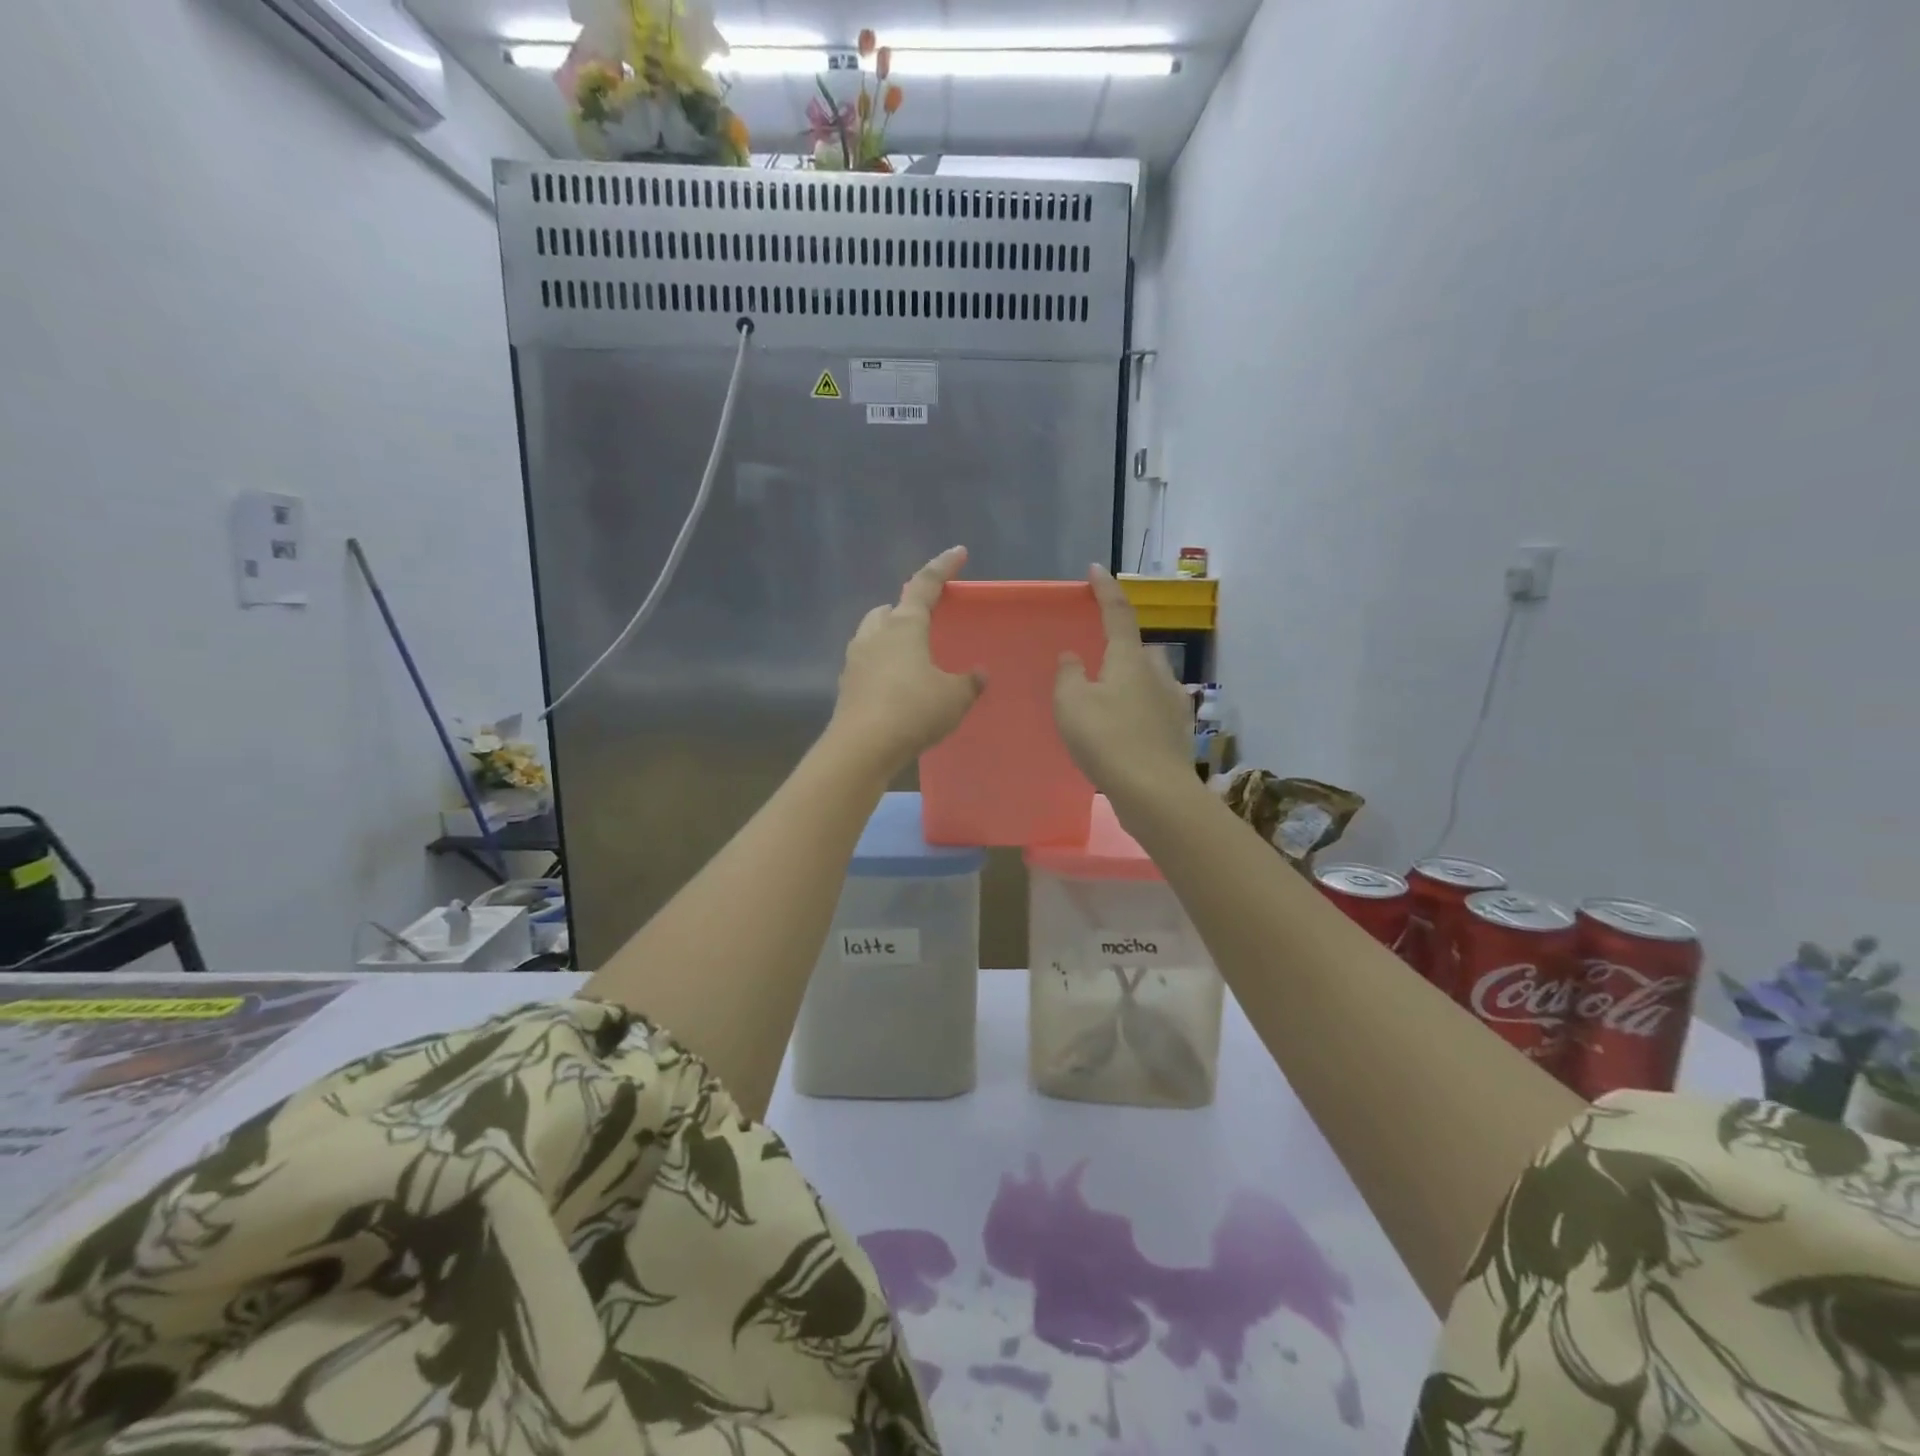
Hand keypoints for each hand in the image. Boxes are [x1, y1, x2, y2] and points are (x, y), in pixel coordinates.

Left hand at [829, 547, 985, 771]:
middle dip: (905, 609)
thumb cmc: (913, 711)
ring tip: (911, 657)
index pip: (925, 585)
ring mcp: (855, 660)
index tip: (958, 552)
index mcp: (904, 626)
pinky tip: (895, 687)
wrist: (862, 747)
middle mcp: (875, 634)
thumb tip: (979, 674)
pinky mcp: (846, 685)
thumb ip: (969, 683)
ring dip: (889, 638)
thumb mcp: (954, 698)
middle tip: (925, 621)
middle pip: (889, 609)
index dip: (943, 567)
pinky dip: (881, 667)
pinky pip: (866, 664)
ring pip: (872, 635)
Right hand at [1055, 565, 1195, 803]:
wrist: (1154, 793)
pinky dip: (1138, 710)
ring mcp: (1173, 703)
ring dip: (1130, 682)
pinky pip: (1154, 708)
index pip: (1117, 613)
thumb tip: (1073, 656)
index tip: (1095, 569)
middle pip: (1138, 649)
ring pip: (1149, 680)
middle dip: (1120, 647)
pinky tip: (1125, 730)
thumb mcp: (1072, 704)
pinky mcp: (1178, 732)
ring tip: (1107, 701)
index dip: (1105, 590)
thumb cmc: (1107, 740)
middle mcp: (1157, 674)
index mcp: (1130, 659)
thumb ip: (1069, 675)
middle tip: (1096, 661)